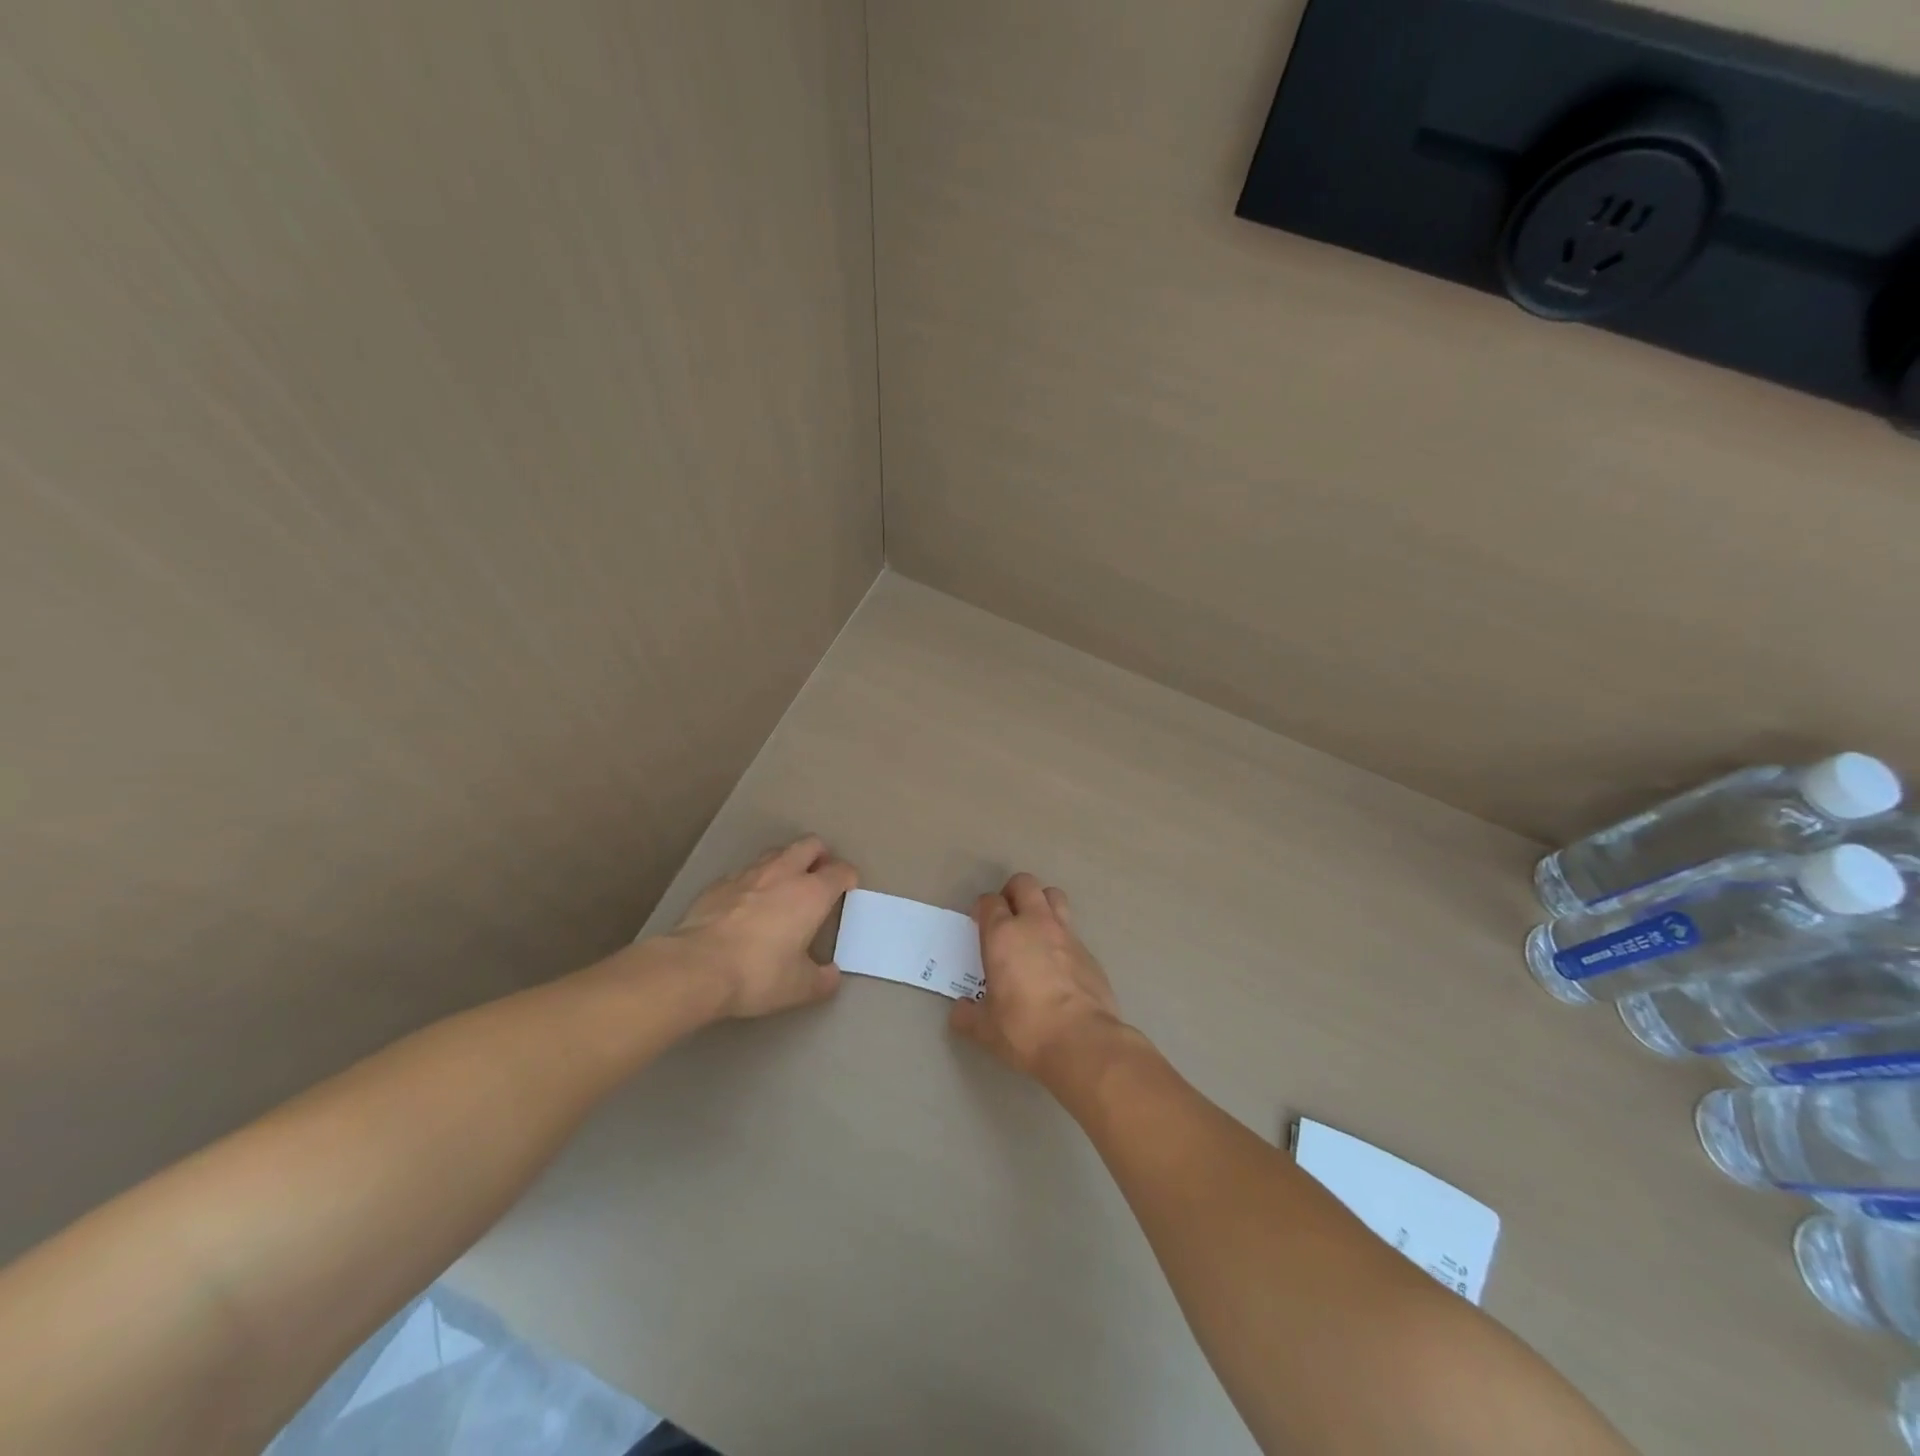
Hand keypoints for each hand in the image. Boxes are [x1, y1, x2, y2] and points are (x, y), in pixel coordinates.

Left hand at [664, 836, 856, 1018]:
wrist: (695, 967)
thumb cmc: (758, 974)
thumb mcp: (799, 988)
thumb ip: (822, 979)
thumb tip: (831, 976)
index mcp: (811, 894)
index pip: (840, 871)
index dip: (848, 878)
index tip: (848, 889)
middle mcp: (783, 874)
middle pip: (809, 844)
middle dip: (820, 854)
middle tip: (820, 875)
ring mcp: (747, 874)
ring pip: (775, 853)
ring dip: (786, 862)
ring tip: (784, 886)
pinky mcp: (718, 884)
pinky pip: (743, 872)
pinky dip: (753, 881)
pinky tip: (746, 903)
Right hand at [948, 873, 1124, 1083]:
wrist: (1082, 1041)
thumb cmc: (1025, 1029)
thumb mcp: (986, 1029)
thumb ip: (968, 1015)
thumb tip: (960, 1011)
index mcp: (1003, 935)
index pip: (989, 901)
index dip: (982, 908)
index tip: (979, 922)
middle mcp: (1035, 924)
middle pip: (1024, 884)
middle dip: (1012, 892)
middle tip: (1007, 915)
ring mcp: (1066, 934)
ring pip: (1054, 896)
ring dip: (1042, 902)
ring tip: (1035, 927)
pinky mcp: (1089, 952)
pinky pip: (1072, 930)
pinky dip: (1061, 937)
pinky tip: (1058, 962)